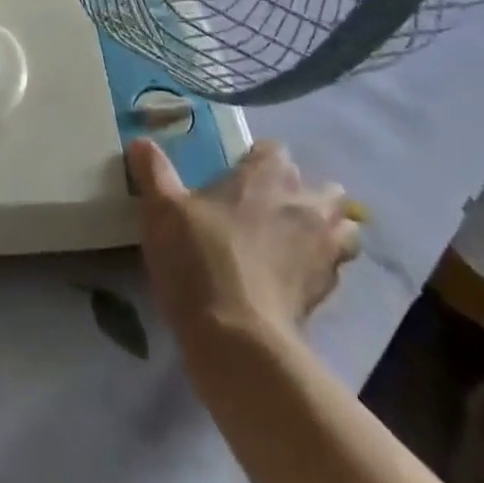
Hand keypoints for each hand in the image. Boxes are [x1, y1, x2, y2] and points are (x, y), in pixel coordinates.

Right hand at [129, 138, 362, 341]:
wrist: (238, 340)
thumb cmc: (199, 258)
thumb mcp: (162, 210)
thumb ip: (153, 171)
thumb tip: (139, 142)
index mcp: (267, 174)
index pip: (275, 151)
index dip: (259, 162)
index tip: (239, 178)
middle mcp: (303, 202)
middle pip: (322, 188)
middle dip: (304, 195)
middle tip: (269, 211)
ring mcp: (323, 248)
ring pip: (344, 228)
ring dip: (327, 231)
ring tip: (295, 245)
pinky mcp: (328, 292)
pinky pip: (335, 270)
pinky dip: (321, 270)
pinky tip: (291, 282)